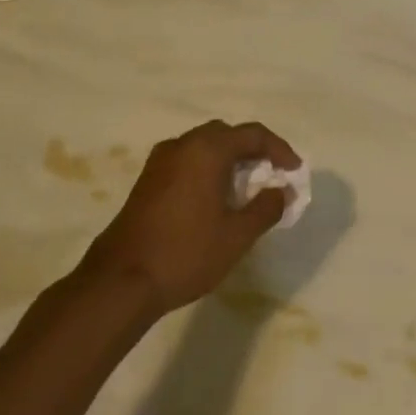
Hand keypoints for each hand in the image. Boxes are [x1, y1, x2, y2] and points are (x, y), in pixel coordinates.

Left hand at [86, 120, 300, 312]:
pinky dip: (208, 170)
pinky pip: (187, 162)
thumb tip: (281, 192)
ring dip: (229, 160)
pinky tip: (216, 199)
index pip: (252, 134)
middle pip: (226, 134)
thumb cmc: (186, 253)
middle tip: (272, 176)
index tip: (294, 172)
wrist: (121, 280)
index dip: (279, 150)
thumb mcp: (237, 235)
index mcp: (206, 150)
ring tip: (247, 189)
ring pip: (203, 147)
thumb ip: (265, 208)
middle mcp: (181, 145)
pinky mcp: (147, 181)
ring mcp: (159, 162)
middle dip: (253, 151)